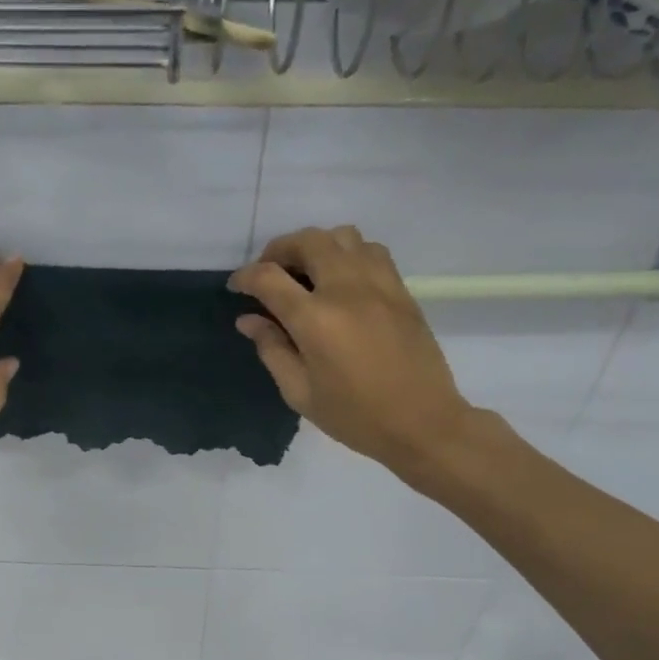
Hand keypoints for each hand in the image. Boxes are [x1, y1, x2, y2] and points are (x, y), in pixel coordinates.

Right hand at [229, 226, 474, 481]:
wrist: (422, 423)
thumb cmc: (354, 416)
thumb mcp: (300, 393)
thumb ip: (272, 349)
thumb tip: (249, 319)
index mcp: (315, 320)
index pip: (269, 278)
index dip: (245, 276)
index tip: (236, 286)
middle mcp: (346, 290)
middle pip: (308, 241)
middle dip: (279, 250)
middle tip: (269, 272)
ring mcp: (379, 285)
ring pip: (343, 236)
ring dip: (317, 245)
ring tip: (307, 271)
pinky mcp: (401, 290)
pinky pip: (372, 251)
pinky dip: (349, 253)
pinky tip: (342, 280)